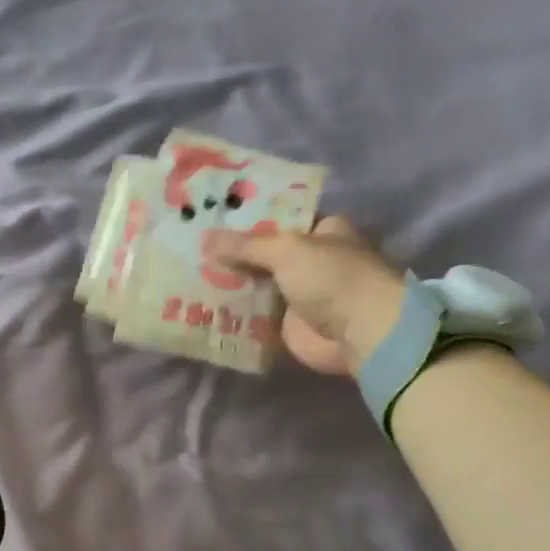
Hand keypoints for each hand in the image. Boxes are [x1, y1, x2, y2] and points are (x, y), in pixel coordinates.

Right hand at [208, 216, 407, 376]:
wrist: (360, 333)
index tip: (214, 217)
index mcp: (322, 231)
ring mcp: (300, 295)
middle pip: (265, 254)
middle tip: (193, 248)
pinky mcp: (289, 326)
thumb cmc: (331, 277)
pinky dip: (234, 315)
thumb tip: (204, 238)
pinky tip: (201, 307)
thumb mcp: (285, 250)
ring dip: (230, 284)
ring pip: (257, 285)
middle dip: (234, 253)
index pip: (282, 218)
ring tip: (189, 275)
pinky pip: (255, 317)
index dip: (250, 218)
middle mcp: (312, 260)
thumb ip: (244, 245)